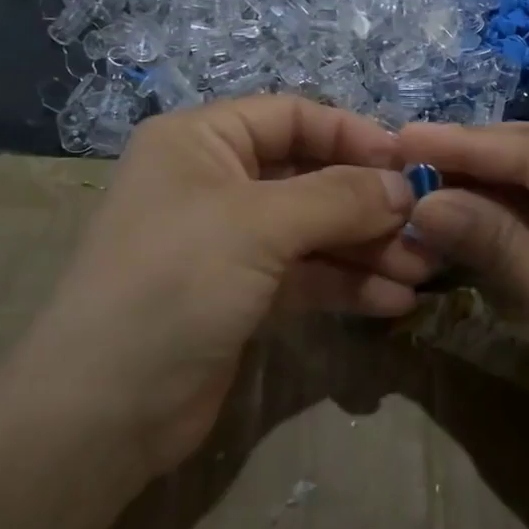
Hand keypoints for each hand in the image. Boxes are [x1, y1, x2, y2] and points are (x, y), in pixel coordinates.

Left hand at [13, 97, 427, 478]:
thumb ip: (339, 198)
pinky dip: (347, 285)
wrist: (101, 412)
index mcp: (202, 141)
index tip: (408, 164)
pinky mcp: (241, 294)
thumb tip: (404, 187)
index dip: (352, 134)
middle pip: (309, 175)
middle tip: (426, 226)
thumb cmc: (175, 284)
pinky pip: (305, 275)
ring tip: (422, 270)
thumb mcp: (259, 226)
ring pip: (313, 230)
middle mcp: (214, 182)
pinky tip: (394, 302)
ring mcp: (228, 242)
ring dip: (367, 247)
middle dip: (368, 202)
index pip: (292, 116)